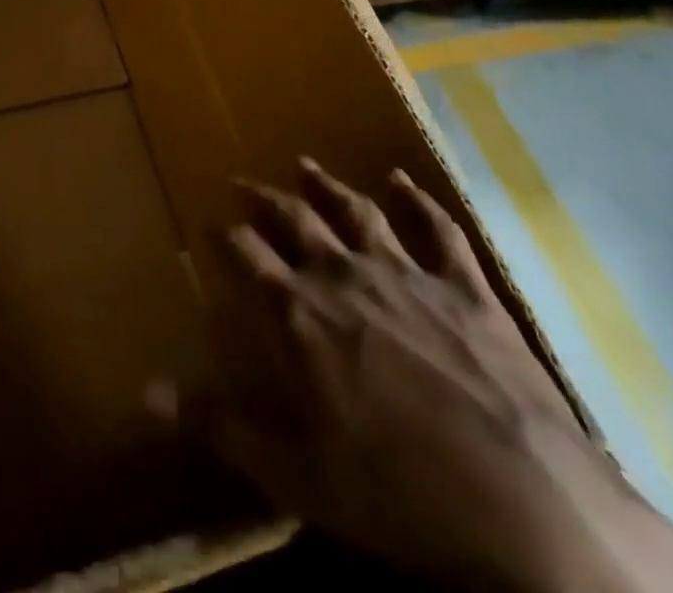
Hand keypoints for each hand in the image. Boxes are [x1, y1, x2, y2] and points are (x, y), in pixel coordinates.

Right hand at [202, 161, 672, 592]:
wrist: (528, 506)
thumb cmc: (398, 494)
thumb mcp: (296, 474)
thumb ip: (219, 425)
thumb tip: (143, 393)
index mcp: (302, 314)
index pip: (246, 255)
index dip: (224, 235)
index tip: (208, 222)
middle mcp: (346, 275)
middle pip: (294, 221)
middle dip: (265, 200)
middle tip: (244, 181)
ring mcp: (409, 274)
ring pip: (356, 212)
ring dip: (327, 186)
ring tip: (305, 165)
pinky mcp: (467, 287)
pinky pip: (438, 229)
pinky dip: (417, 200)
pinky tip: (402, 179)